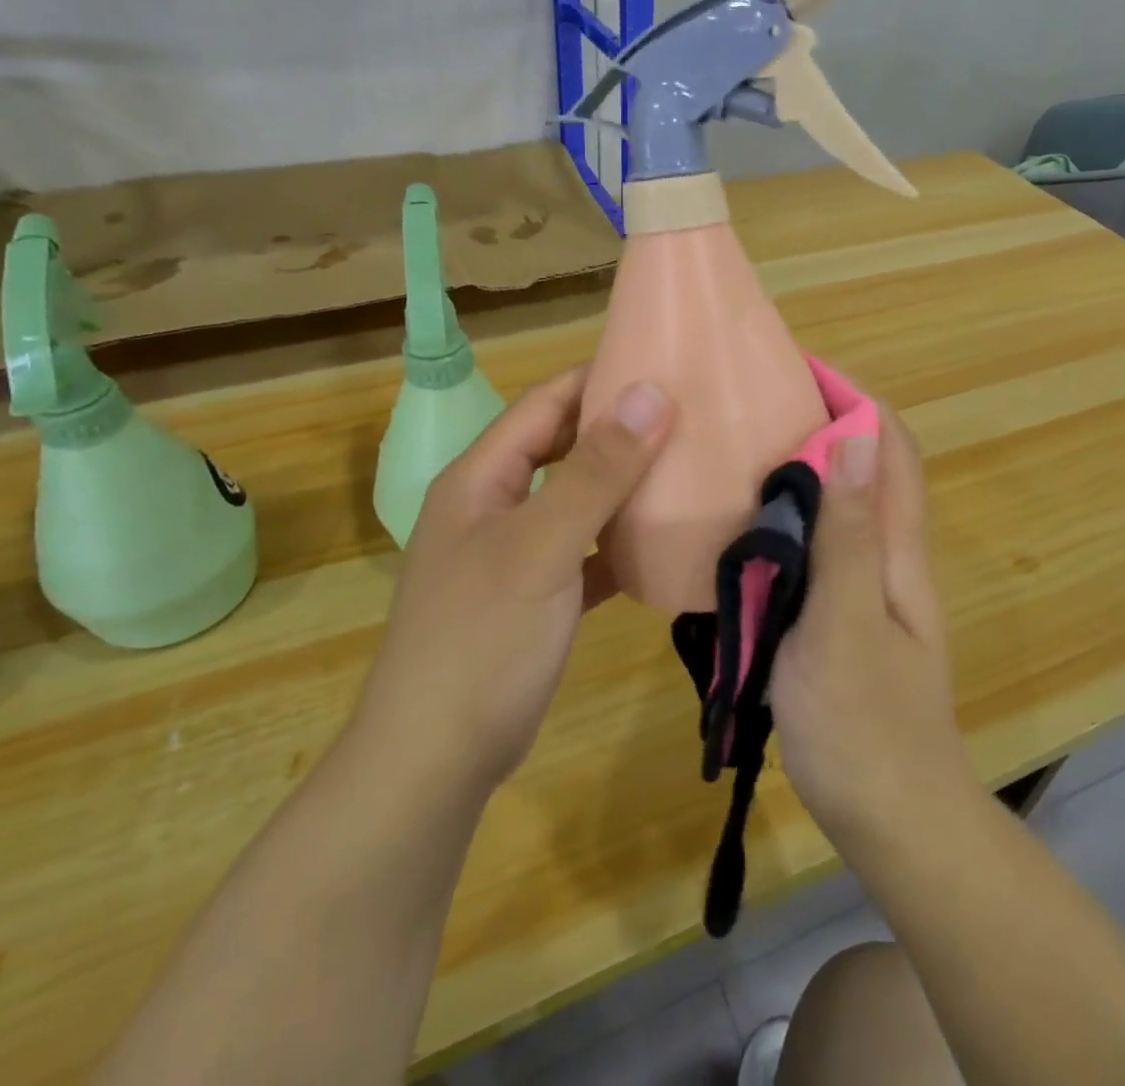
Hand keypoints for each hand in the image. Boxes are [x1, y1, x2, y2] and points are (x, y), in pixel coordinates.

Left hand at [353, 367, 673, 795]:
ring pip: (577, 500)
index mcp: (482, 478)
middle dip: (619, 429)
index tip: (662, 363)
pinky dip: (619, 542)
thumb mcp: (541, 547)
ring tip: (688, 466)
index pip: (545, 404)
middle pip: (562, 448)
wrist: (435, 761)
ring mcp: (515, 553)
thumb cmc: (481, 640)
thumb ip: (595, 471)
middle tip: (688, 413)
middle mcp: (495, 506)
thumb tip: (650, 393)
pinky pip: (586, 551)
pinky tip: (662, 541)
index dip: (597, 378)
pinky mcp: (537, 597)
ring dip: (623, 485)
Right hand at [769, 410, 974, 854]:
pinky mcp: (845, 612)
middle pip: (869, 464)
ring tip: (741, 447)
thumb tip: (857, 438)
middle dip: (825, 418)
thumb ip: (850, 534)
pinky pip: (823, 541)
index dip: (853, 396)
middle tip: (754, 401)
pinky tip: (747, 523)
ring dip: (807, 463)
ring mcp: (870, 584)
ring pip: (845, 501)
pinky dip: (793, 513)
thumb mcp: (846, 623)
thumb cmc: (865, 723)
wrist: (893, 819)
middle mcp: (891, 553)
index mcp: (899, 547)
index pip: (890, 444)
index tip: (796, 366)